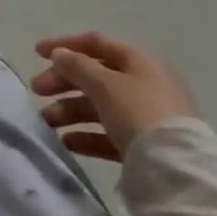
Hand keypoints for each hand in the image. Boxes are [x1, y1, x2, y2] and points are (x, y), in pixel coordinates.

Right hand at [32, 31, 199, 160]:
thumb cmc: (139, 113)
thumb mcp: (104, 84)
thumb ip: (76, 66)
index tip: (37, 53)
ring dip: (70, 110)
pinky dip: (87, 135)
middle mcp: (144, 85)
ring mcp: (147, 117)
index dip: (64, 45)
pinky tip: (68, 142)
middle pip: (95, 76)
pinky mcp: (146, 147)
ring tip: (48, 122)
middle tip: (37, 91)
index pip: (96, 43)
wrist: (179, 172)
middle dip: (63, 82)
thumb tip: (59, 54)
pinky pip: (110, 134)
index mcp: (139, 61)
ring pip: (100, 106)